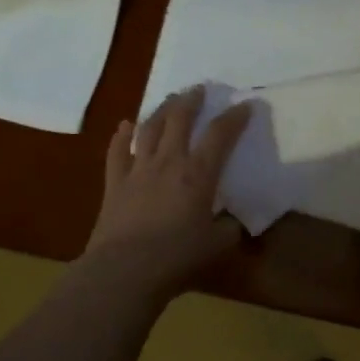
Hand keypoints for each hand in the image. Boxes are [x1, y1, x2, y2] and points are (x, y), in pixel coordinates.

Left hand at [82, 86, 251, 294]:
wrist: (124, 271)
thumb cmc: (176, 258)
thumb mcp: (216, 246)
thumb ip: (229, 229)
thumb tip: (234, 222)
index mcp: (198, 174)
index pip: (220, 135)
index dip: (234, 118)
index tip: (245, 105)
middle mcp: (169, 162)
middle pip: (180, 119)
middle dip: (192, 100)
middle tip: (199, 89)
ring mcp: (138, 169)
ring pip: (149, 128)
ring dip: (161, 110)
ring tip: (170, 99)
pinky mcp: (114, 182)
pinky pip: (117, 152)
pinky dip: (121, 136)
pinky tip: (125, 126)